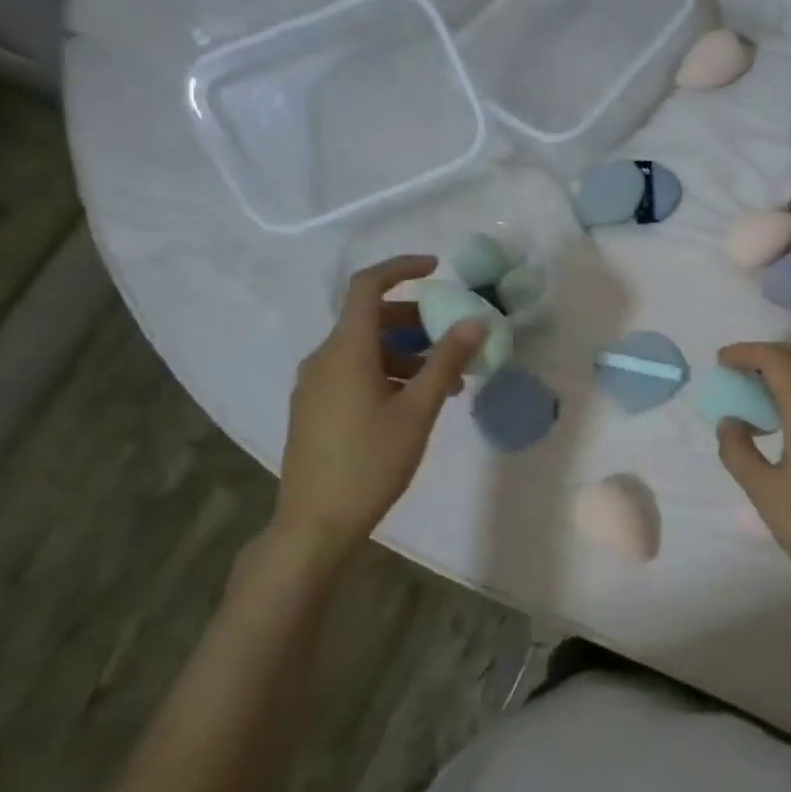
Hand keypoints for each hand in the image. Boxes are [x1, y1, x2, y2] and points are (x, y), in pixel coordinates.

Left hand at [271, 255, 483, 566]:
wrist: (316, 523)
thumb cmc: (371, 462)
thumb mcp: (419, 410)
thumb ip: (447, 361)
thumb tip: (476, 320)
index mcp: (346, 350)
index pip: (367, 286)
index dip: (401, 268)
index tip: (437, 269)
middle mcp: (323, 358)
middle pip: (369, 319)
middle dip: (415, 320)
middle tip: (454, 338)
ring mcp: (314, 384)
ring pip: (364, 349)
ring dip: (406, 353)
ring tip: (445, 383)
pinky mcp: (314, 407)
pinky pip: (353, 372)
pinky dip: (387, 372)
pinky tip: (413, 403)